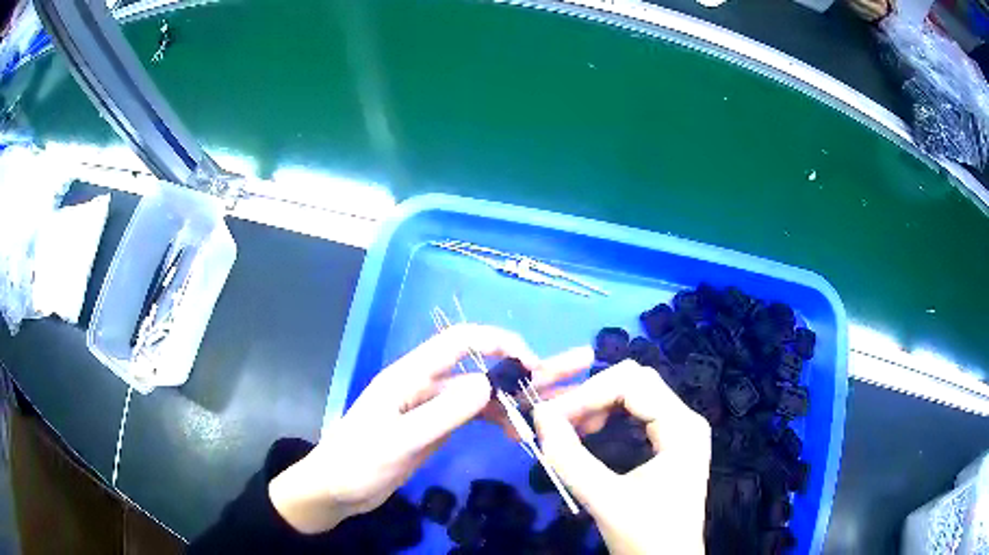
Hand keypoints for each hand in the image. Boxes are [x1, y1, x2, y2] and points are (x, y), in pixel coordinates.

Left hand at [268, 324, 589, 533]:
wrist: (337, 489)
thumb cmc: (359, 461)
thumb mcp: (399, 440)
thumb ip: (441, 414)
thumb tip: (488, 384)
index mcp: (411, 376)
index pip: (460, 342)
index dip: (499, 342)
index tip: (533, 363)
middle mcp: (427, 384)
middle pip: (482, 366)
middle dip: (527, 366)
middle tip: (574, 366)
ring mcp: (434, 407)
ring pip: (484, 394)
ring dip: (519, 397)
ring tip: (560, 406)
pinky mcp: (437, 427)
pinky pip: (476, 417)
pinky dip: (500, 420)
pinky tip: (521, 431)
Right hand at [532, 360, 710, 554]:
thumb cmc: (646, 536)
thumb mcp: (606, 499)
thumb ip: (570, 459)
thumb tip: (539, 415)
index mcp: (682, 427)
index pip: (633, 383)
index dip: (587, 393)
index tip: (549, 415)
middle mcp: (685, 419)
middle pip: (635, 381)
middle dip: (591, 393)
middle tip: (556, 418)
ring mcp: (679, 430)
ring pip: (634, 394)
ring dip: (597, 403)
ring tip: (569, 427)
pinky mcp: (669, 443)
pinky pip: (636, 413)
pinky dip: (607, 416)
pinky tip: (588, 432)